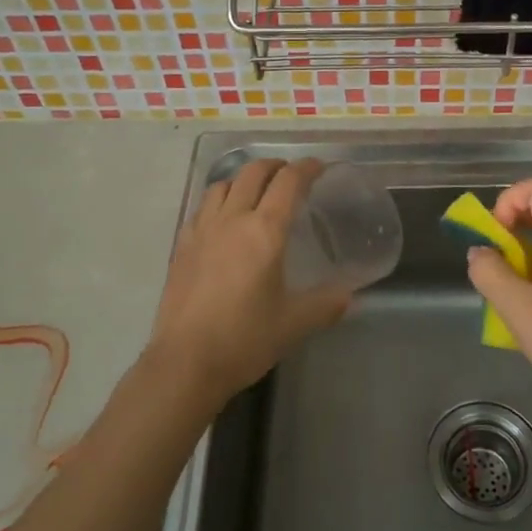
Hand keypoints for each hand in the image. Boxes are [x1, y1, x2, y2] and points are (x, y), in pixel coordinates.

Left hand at [148, 159, 351, 406]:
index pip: (288, 183)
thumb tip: (350, 296)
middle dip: (275, 166)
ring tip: (255, 192)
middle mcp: (232, 220)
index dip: (306, 168)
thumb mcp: (294, 324)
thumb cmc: (244, 340)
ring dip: (243, 180)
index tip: (319, 168)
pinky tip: (222, 220)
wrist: (185, 363)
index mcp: (265, 232)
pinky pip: (201, 209)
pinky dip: (218, 201)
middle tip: (290, 176)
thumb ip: (326, 305)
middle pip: (252, 173)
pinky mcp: (181, 247)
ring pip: (222, 185)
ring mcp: (202, 231)